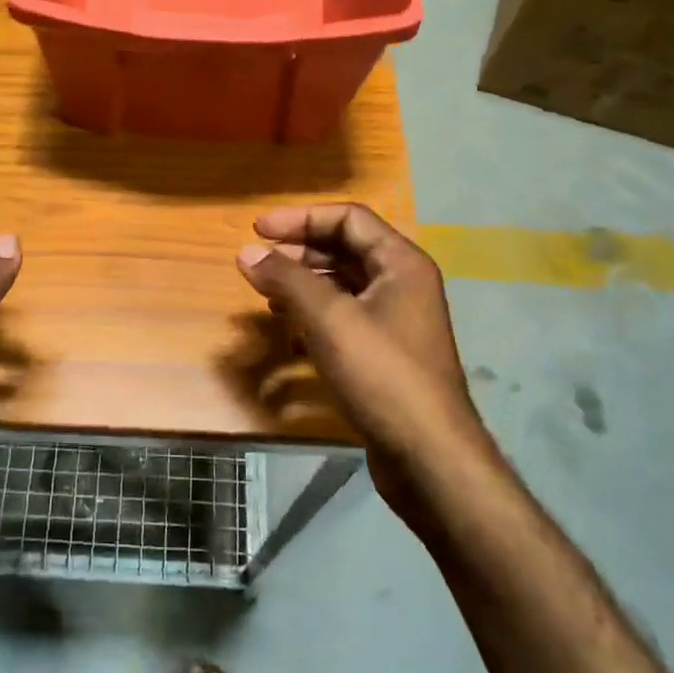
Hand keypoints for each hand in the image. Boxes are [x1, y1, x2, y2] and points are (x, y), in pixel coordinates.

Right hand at [235, 203, 483, 530]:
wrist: (427, 454)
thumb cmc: (381, 374)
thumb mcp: (328, 319)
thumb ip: (286, 280)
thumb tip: (246, 252)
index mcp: (401, 263)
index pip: (347, 218)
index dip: (300, 218)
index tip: (256, 229)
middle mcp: (402, 284)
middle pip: (344, 249)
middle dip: (298, 252)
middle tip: (257, 263)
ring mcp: (395, 321)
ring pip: (342, 286)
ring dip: (303, 285)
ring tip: (267, 295)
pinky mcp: (384, 353)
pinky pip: (344, 318)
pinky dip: (313, 317)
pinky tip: (289, 335)